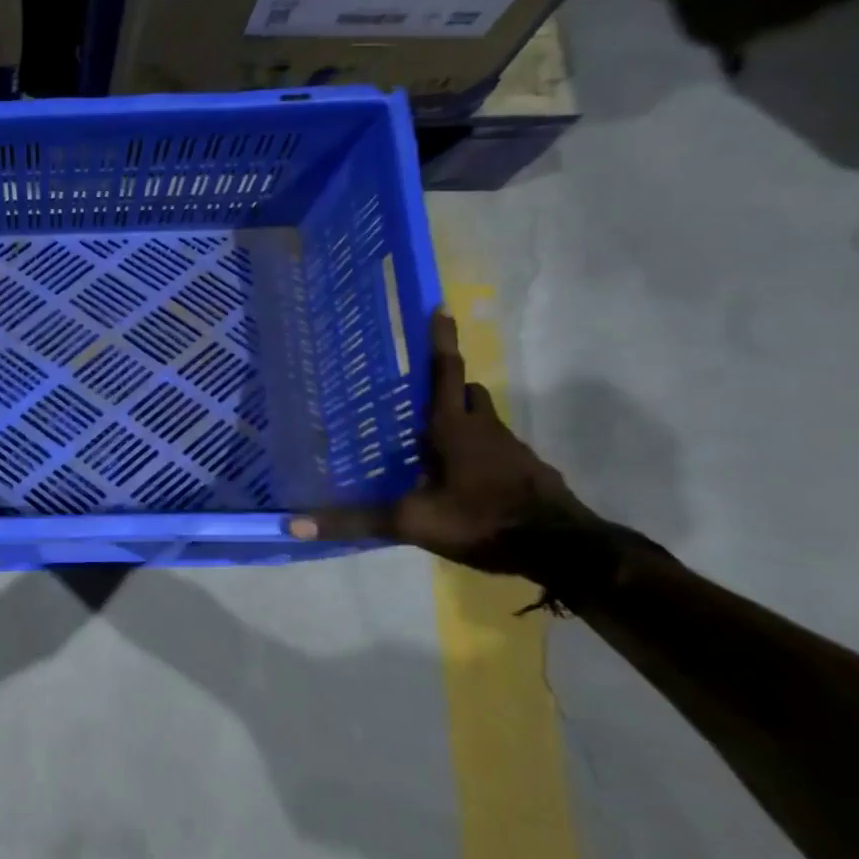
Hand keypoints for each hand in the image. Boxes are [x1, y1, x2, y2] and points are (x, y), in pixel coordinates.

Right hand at [287, 309, 595, 572]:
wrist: (563, 550)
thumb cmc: (480, 520)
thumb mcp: (410, 522)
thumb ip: (355, 521)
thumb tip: (295, 524)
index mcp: (453, 429)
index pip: (445, 373)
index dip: (440, 341)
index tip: (441, 308)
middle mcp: (485, 430)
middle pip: (468, 393)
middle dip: (449, 385)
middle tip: (421, 393)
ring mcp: (513, 451)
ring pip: (486, 421)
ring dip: (464, 421)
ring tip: (434, 442)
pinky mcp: (530, 474)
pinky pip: (500, 451)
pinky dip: (481, 454)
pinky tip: (465, 481)